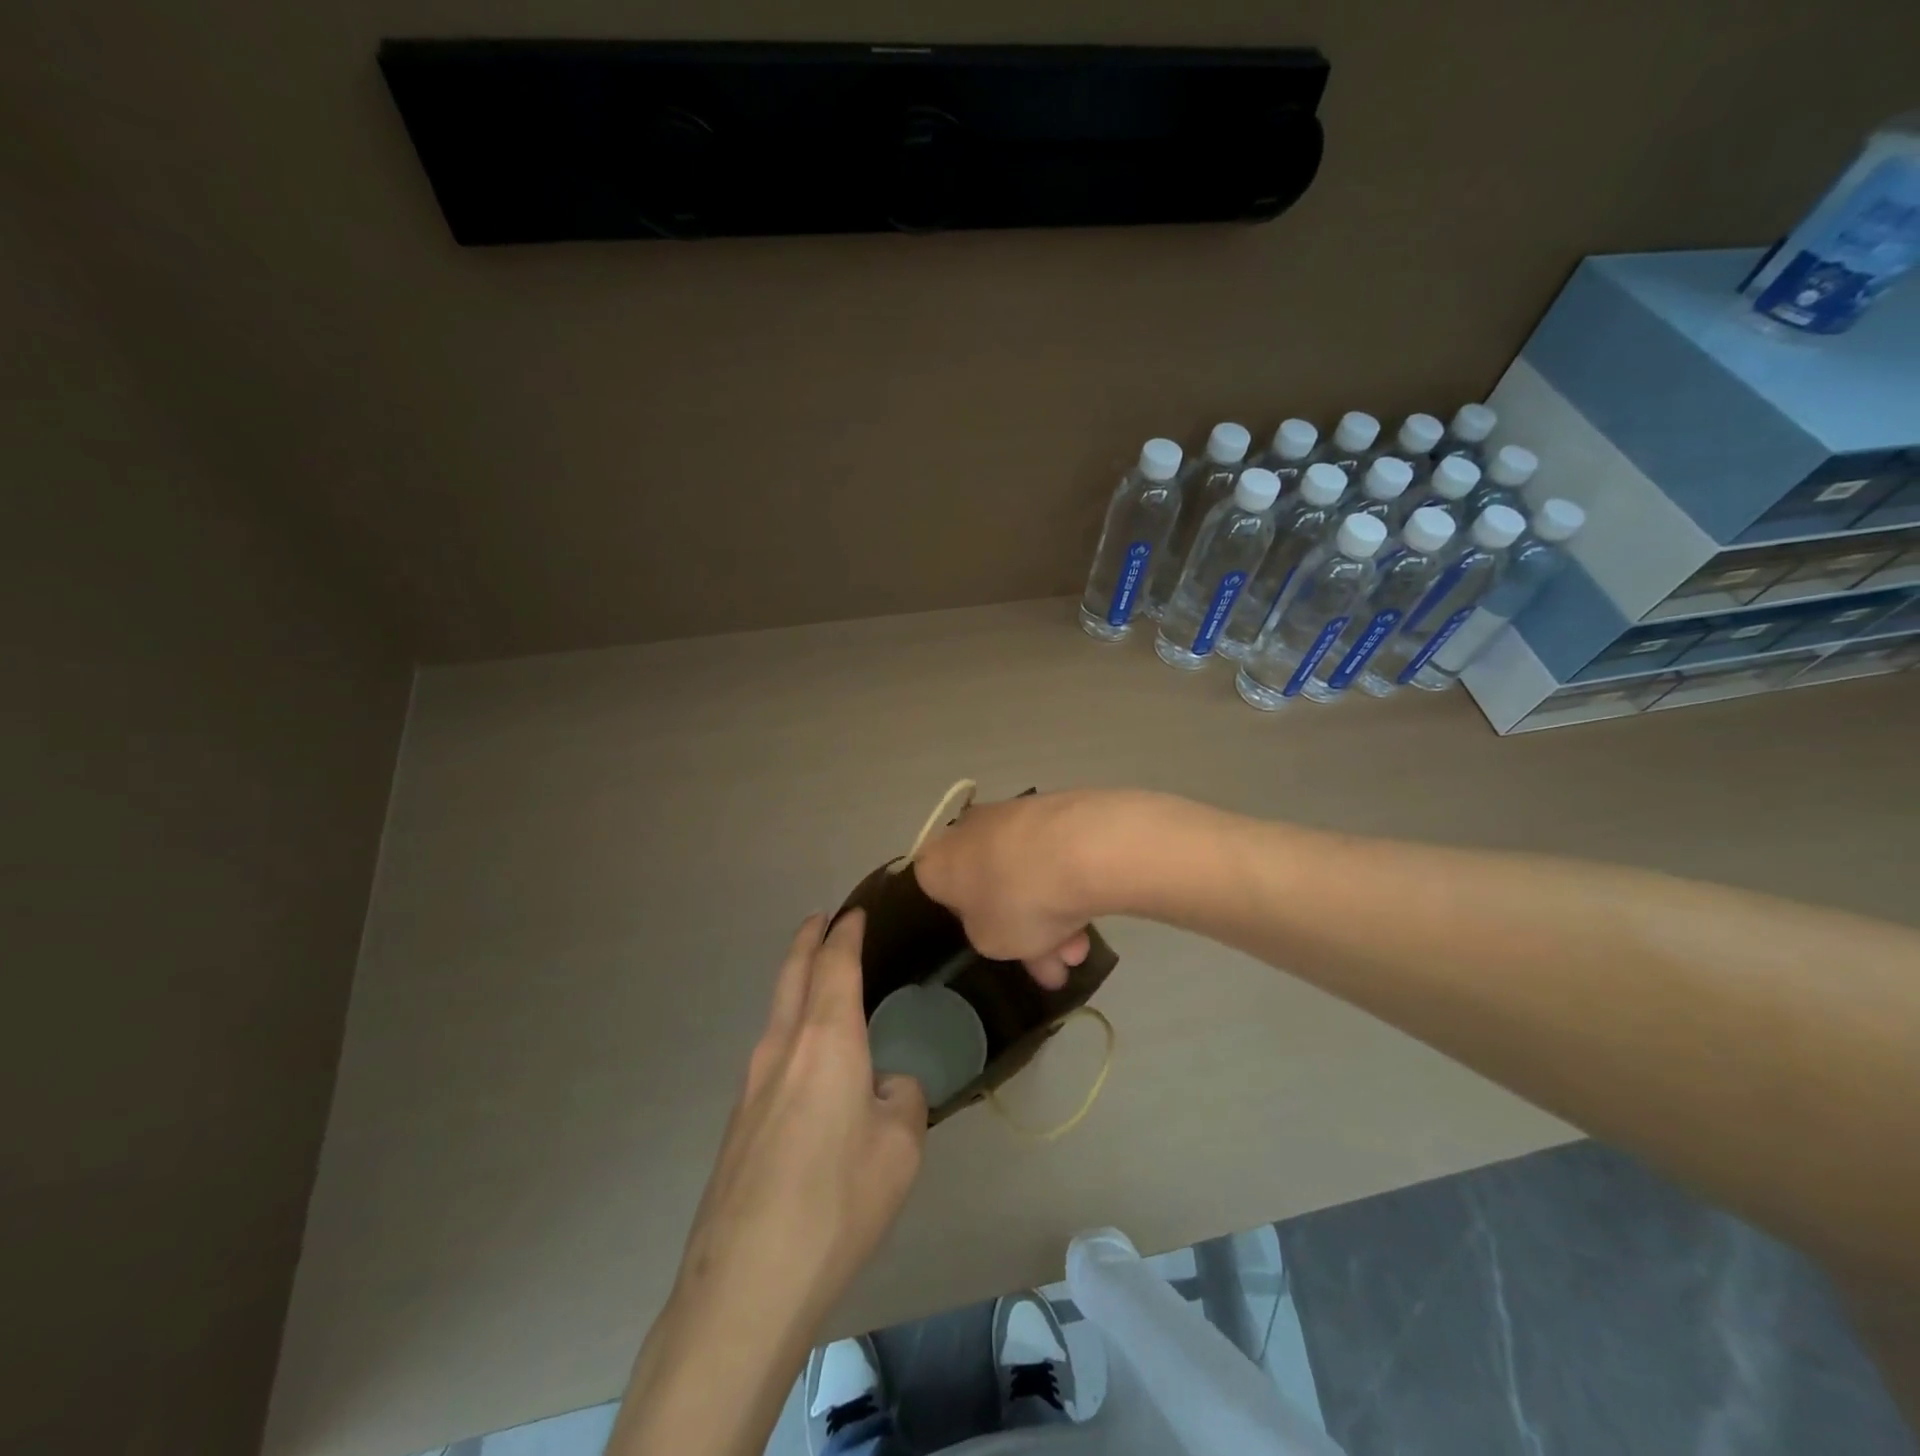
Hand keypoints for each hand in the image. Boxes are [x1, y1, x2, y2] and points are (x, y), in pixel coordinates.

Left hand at [672, 910, 926, 1340]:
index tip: (855, 912)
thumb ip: (901, 1099)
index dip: (846, 933)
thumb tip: (887, 1087)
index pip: (835, 964)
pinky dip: (790, 1027)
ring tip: (819, 981)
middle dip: (808, 940)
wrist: (747, 1280)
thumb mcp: (900, 1147)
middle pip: (792, 973)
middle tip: (823, 920)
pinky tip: (808, 1061)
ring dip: (796, 982)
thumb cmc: (837, 1200)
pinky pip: (771, 1051)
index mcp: (826, 1039)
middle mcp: (782, 1046)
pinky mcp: (739, 1120)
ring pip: (776, 1010)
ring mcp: (751, 1083)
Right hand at [913, 790, 1118, 987]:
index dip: (970, 922)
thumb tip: (999, 922)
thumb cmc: (1016, 901)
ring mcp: (1011, 814)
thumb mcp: (990, 943)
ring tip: (1084, 950)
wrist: (1079, 847)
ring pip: (1026, 875)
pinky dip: (1068, 887)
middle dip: (1025, 928)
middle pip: (991, 885)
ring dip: (1052, 915)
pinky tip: (1095, 918)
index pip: (940, 892)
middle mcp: (967, 830)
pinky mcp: (1053, 808)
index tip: (997, 943)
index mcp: (935, 860)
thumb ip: (987, 935)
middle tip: (1054, 964)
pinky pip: (1053, 857)